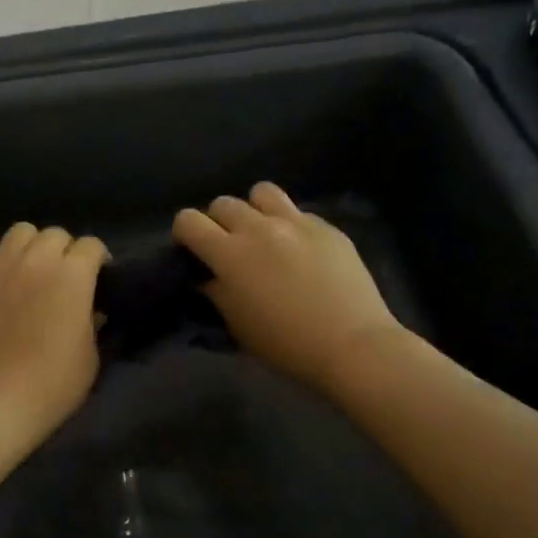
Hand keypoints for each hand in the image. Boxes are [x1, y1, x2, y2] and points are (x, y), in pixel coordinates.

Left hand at [0, 222, 108, 450]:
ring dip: (32, 247)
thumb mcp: (90, 357)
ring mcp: (0, 269)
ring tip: (32, 271)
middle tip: (65, 278)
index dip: (99, 260)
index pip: (92, 246)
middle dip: (66, 250)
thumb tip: (91, 310)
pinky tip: (0, 287)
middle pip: (56, 234)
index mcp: (73, 275)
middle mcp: (37, 261)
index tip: (100, 279)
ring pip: (20, 233)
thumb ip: (93, 323)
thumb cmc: (53, 384)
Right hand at [173, 183, 404, 394]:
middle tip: (230, 248)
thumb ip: (216, 292)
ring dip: (254, 210)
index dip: (185, 233)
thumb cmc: (286, 345)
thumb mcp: (238, 325)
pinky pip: (297, 211)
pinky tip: (301, 250)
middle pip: (223, 203)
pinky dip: (289, 224)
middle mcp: (258, 228)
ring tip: (264, 234)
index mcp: (229, 254)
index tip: (194, 251)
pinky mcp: (326, 226)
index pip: (189, 220)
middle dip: (219, 222)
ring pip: (261, 192)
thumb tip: (207, 276)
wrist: (351, 344)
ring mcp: (295, 222)